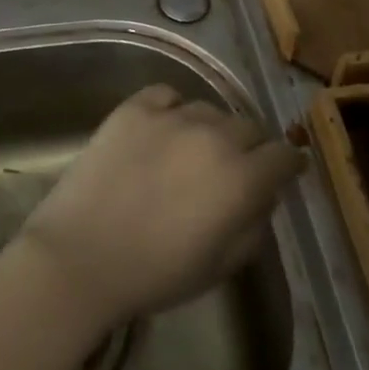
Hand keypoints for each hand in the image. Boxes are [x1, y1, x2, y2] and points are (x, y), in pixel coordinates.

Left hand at [15, 83, 305, 336]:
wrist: (80, 256)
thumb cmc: (154, 274)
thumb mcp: (220, 266)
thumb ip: (252, 228)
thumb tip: (262, 198)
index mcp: (241, 178)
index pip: (283, 156)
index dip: (288, 164)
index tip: (285, 171)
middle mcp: (213, 136)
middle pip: (249, 127)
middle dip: (250, 147)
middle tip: (234, 168)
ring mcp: (171, 117)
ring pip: (209, 110)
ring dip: (211, 129)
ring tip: (193, 150)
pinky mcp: (134, 108)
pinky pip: (167, 95)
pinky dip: (173, 108)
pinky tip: (163, 129)